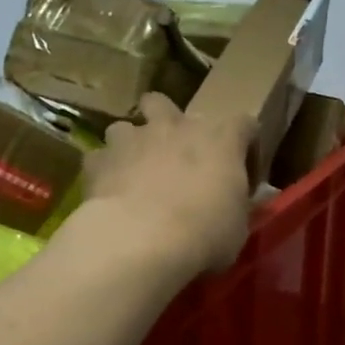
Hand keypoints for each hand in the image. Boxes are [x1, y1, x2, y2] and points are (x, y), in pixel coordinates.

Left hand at [82, 94, 254, 275]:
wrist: (142, 240)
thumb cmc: (205, 232)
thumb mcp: (237, 225)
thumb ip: (234, 205)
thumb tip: (230, 205)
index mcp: (221, 139)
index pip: (244, 125)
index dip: (245, 148)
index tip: (243, 176)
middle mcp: (176, 127)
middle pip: (167, 104)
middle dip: (168, 124)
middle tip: (175, 156)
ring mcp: (133, 139)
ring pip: (126, 127)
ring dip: (131, 146)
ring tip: (135, 173)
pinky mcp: (99, 160)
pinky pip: (100, 159)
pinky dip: (105, 173)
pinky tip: (110, 194)